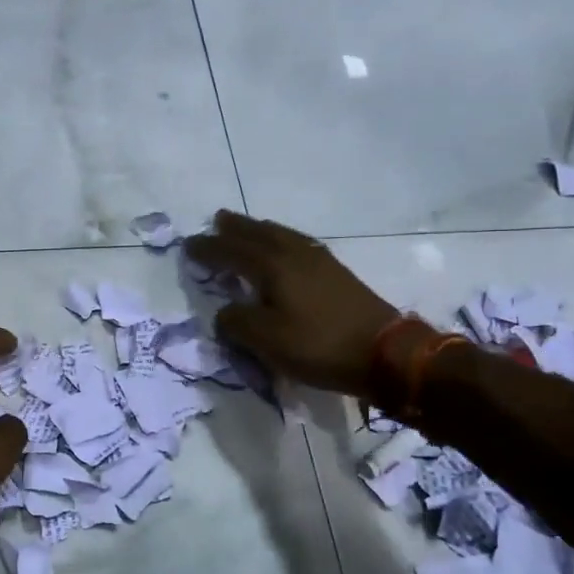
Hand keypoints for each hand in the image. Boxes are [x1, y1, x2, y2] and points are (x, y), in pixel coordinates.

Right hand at [186, 210, 427, 400]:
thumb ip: (237, 322)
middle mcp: (294, 254)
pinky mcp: (337, 273)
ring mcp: (319, 261)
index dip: (208, 249)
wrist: (385, 353)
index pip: (231, 251)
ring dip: (260, 230)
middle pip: (259, 233)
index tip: (188, 246)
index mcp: (273, 266)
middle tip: (218, 220)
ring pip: (282, 235)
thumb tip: (225, 312)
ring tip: (248, 230)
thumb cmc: (319, 345)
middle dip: (236, 227)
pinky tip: (286, 249)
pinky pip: (299, 244)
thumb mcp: (267, 340)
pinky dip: (282, 240)